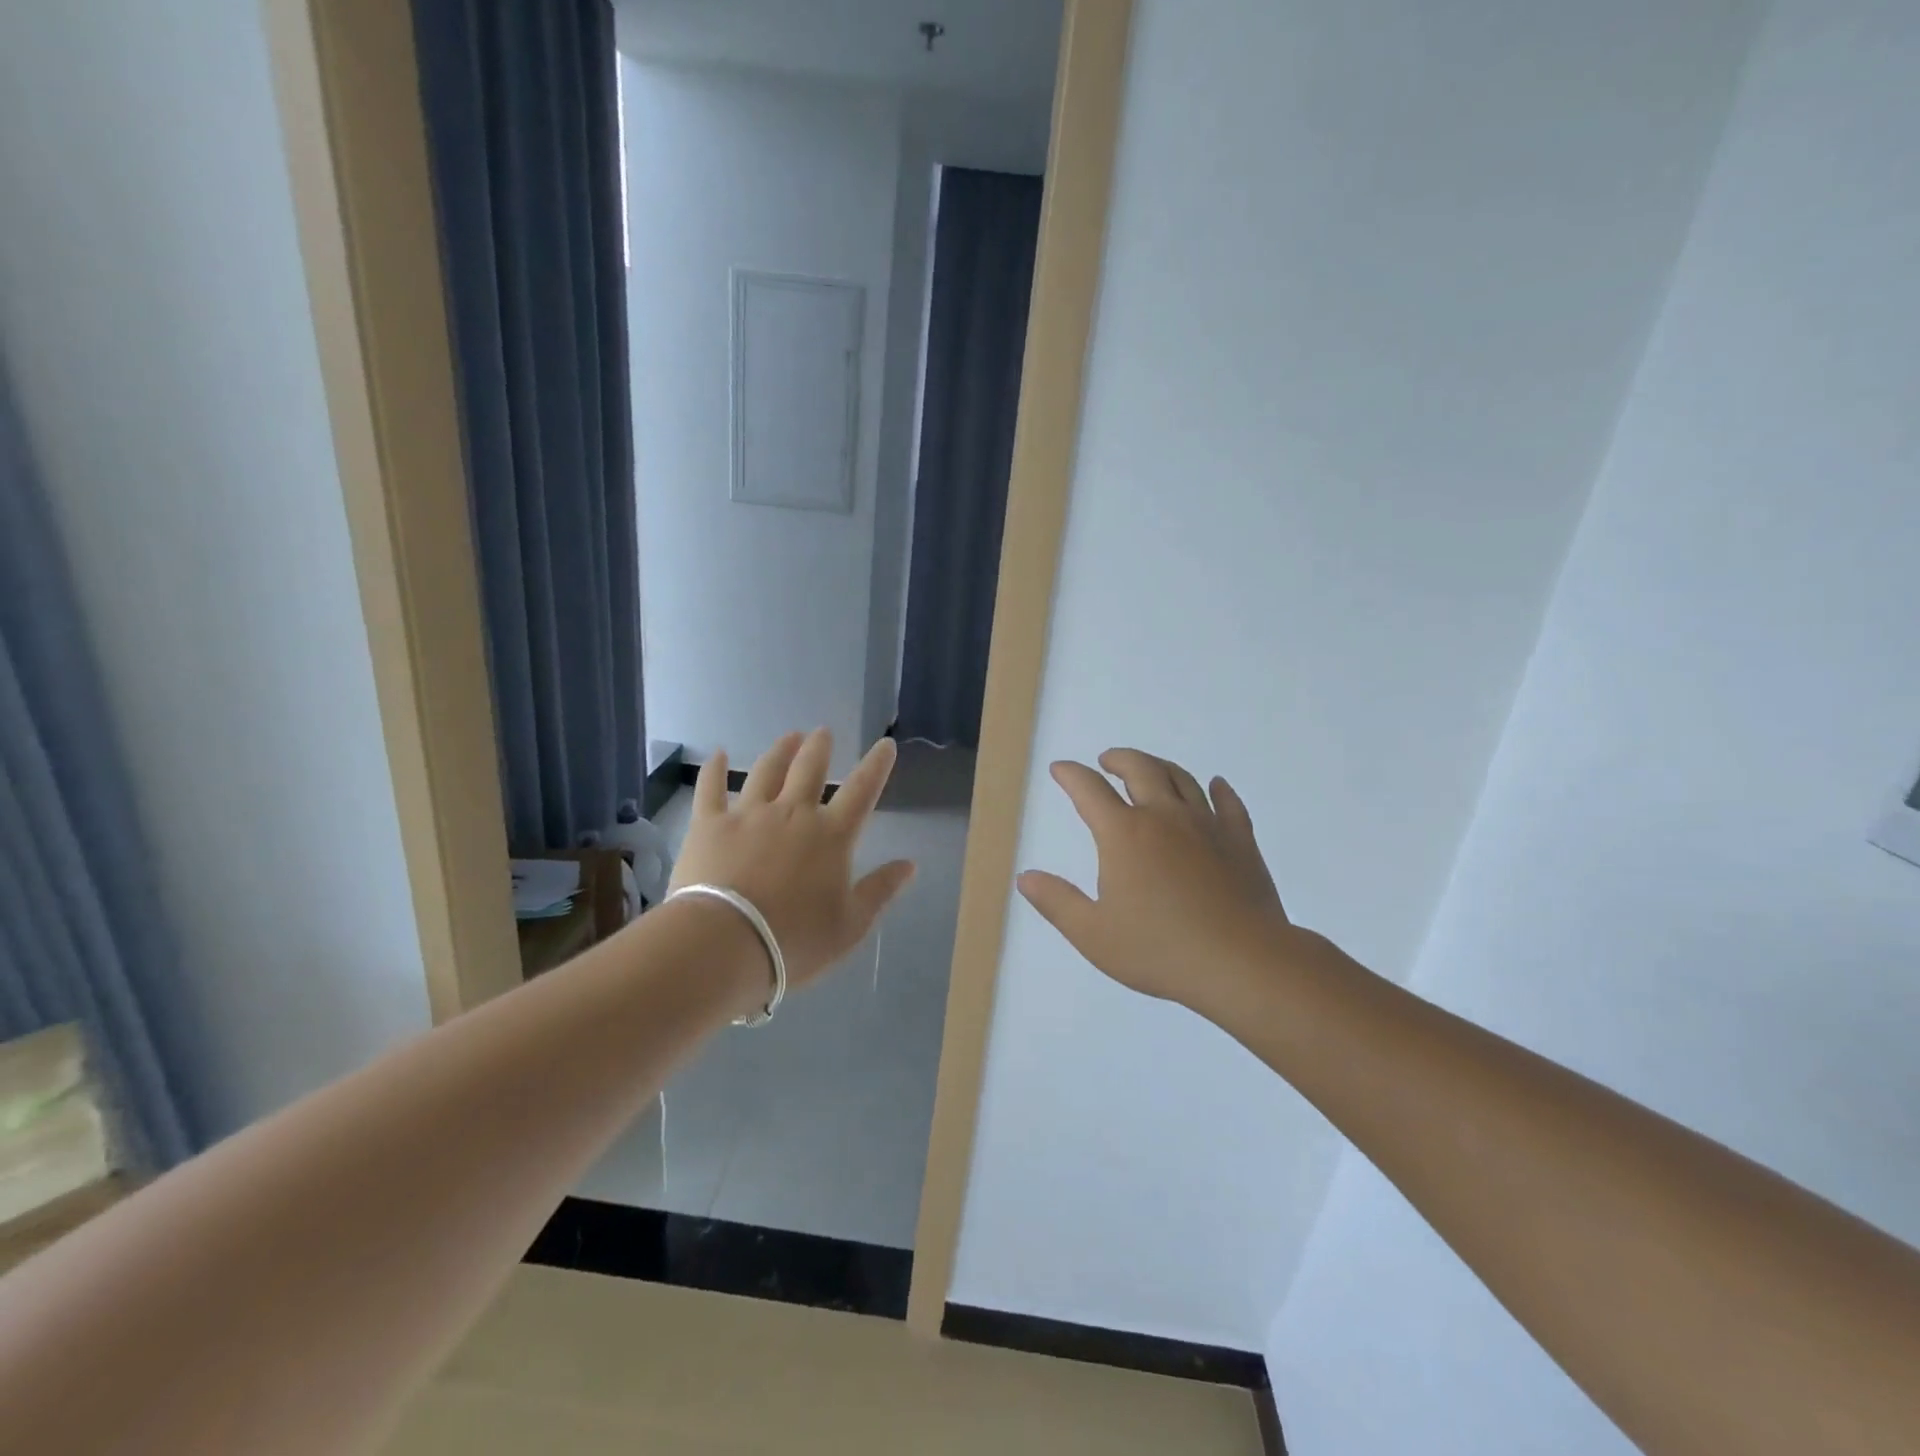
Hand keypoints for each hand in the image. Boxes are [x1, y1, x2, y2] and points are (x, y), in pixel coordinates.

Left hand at [668, 729, 915, 992]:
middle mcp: (793, 814)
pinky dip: (714, 770)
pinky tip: (716, 754)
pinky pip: (711, 789)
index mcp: (832, 836)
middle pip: (810, 769)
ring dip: (780, 751)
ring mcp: (749, 815)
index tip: (886, 744)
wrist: (725, 944)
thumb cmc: (795, 940)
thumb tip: (911, 864)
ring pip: (766, 771)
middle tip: (823, 732)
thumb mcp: (851, 925)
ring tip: (788, 736)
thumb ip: (881, 890)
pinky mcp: (710, 825)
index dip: (877, 766)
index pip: (862, 791)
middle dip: (820, 748)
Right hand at [1017, 748, 1292, 1009]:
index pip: (1089, 790)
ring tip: (1150, 768)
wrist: (1241, 962)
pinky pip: (1229, 804)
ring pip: (1182, 779)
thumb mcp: (1093, 934)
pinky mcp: (1240, 841)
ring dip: (1160, 766)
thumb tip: (1026, 877)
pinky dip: (1219, 789)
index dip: (1071, 775)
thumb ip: (1057, 902)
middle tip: (1106, 761)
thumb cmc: (1160, 950)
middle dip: (1118, 759)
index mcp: (1124, 834)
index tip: (1061, 769)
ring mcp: (1207, 825)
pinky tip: (1216, 785)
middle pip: (1140, 769)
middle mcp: (1164, 817)